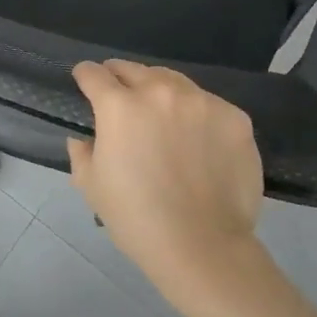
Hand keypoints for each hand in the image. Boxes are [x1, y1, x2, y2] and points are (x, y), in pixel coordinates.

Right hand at [66, 60, 266, 299]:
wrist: (203, 246)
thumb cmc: (137, 218)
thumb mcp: (92, 187)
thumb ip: (82, 153)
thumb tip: (82, 138)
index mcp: (119, 106)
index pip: (95, 74)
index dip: (85, 75)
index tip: (85, 80)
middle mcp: (160, 92)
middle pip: (134, 70)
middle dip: (121, 78)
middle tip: (121, 96)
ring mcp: (201, 101)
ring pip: (173, 81)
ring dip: (160, 91)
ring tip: (161, 114)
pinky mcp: (234, 117)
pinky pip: (208, 105)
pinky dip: (196, 114)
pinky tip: (197, 139)